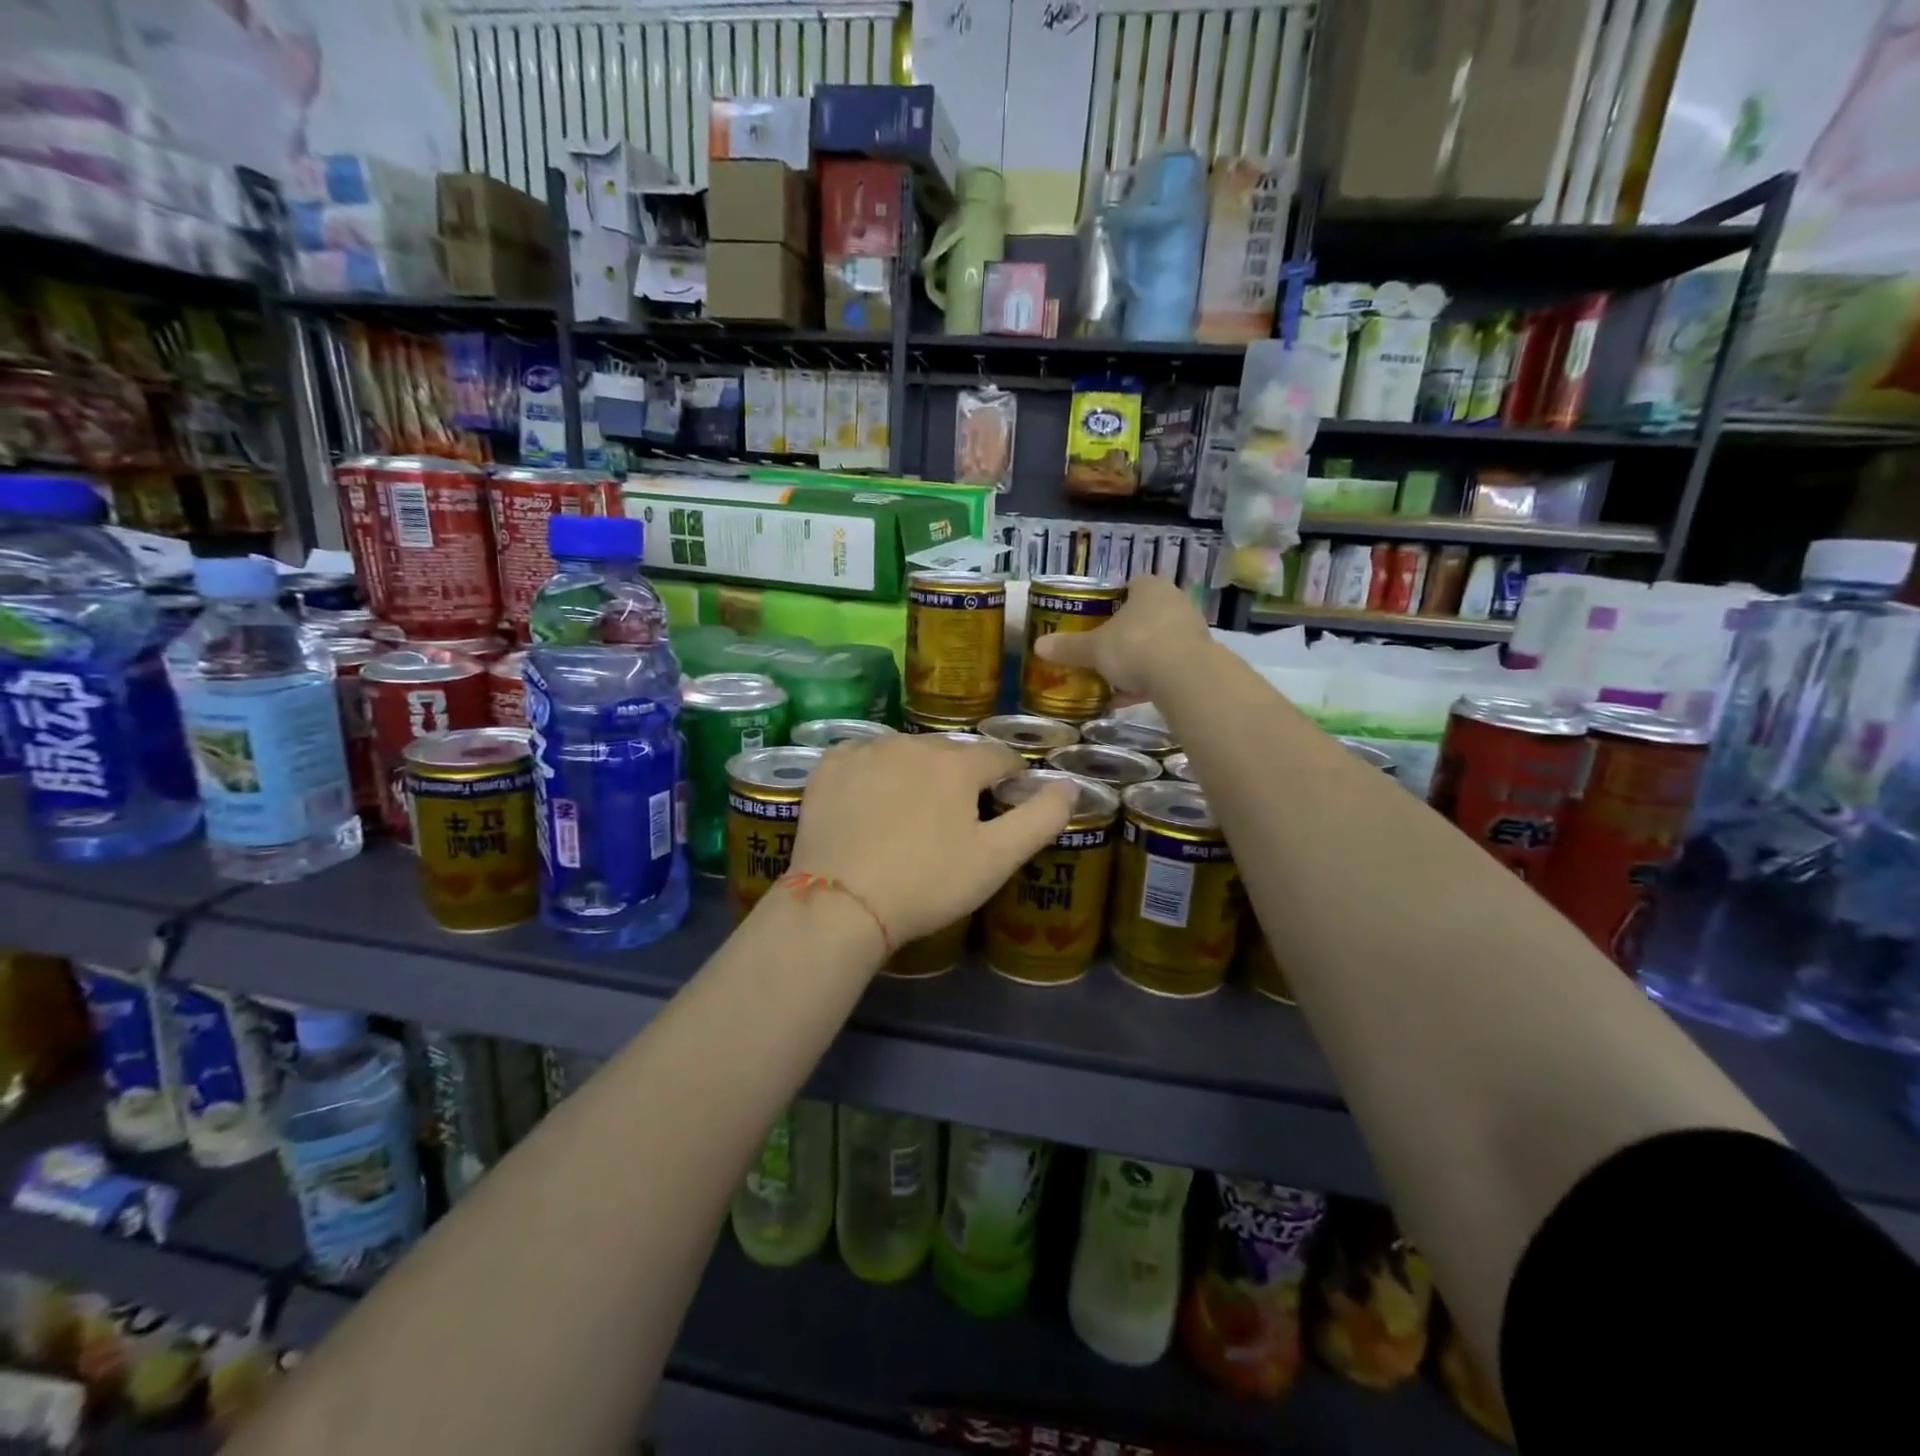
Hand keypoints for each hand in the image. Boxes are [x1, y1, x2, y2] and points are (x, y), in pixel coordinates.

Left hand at [787, 736, 1074, 947]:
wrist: (841, 904)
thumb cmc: (927, 883)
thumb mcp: (996, 859)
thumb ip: (1041, 818)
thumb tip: (1068, 785)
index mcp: (957, 763)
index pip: (1000, 757)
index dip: (1011, 779)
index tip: (1006, 804)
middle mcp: (912, 742)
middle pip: (952, 752)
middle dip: (962, 777)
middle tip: (955, 820)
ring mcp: (866, 751)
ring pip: (907, 752)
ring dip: (917, 772)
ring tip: (910, 814)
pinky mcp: (829, 766)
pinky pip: (863, 757)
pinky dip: (873, 772)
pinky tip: (869, 803)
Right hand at [1034, 574, 1212, 695]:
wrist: (1184, 677)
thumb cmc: (1135, 646)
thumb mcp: (1094, 649)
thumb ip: (1069, 647)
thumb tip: (1038, 645)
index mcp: (1149, 588)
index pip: (1131, 584)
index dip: (1114, 599)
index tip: (1099, 617)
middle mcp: (1174, 602)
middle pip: (1145, 614)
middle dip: (1126, 632)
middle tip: (1104, 649)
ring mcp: (1191, 631)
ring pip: (1158, 642)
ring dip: (1139, 659)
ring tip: (1113, 680)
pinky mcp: (1199, 660)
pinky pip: (1168, 666)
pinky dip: (1150, 680)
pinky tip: (1130, 700)